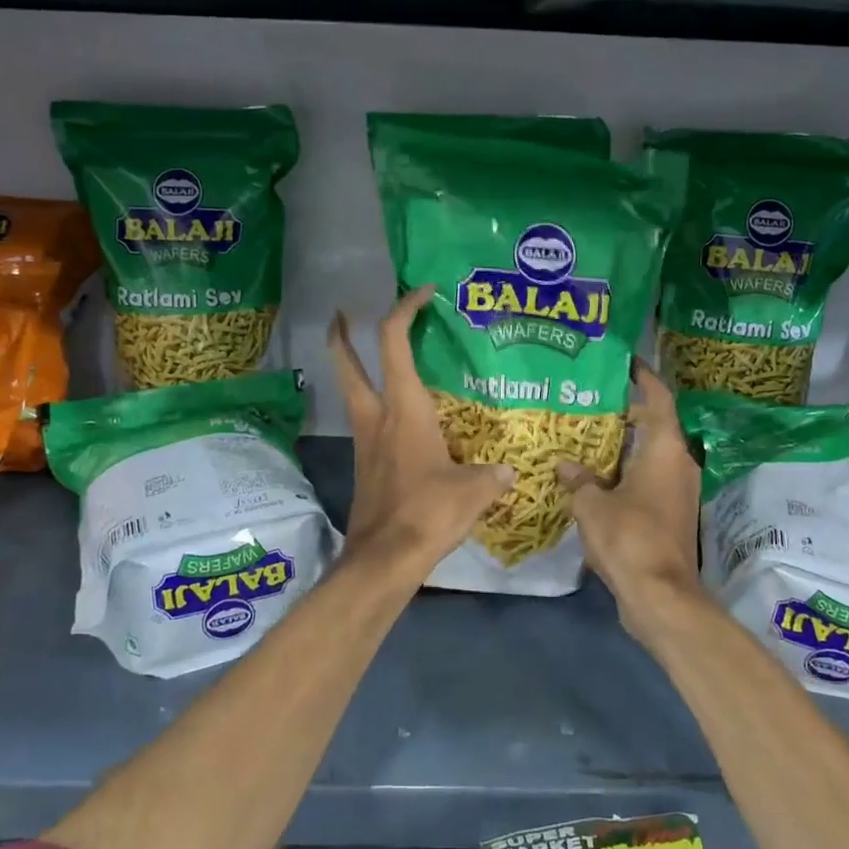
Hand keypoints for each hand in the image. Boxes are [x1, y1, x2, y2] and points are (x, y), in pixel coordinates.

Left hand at [329, 286, 514, 584]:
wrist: (384, 557)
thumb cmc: (428, 511)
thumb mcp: (473, 490)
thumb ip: (492, 475)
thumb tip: (508, 472)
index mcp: (404, 407)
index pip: (394, 341)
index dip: (405, 308)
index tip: (424, 292)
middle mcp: (377, 416)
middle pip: (346, 362)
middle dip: (341, 334)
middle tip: (344, 313)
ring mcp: (366, 441)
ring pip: (351, 391)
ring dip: (354, 369)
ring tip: (378, 360)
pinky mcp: (366, 464)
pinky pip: (367, 422)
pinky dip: (376, 406)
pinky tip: (403, 419)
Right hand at [558, 364, 705, 644]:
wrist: (660, 595)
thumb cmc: (628, 537)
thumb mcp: (591, 505)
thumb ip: (578, 479)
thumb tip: (566, 465)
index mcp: (664, 450)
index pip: (659, 399)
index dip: (644, 378)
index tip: (627, 363)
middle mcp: (679, 464)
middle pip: (656, 426)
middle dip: (628, 413)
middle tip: (592, 402)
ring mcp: (679, 491)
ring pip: (652, 456)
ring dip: (627, 446)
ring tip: (590, 437)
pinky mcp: (673, 515)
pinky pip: (651, 480)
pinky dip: (629, 473)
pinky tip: (599, 478)